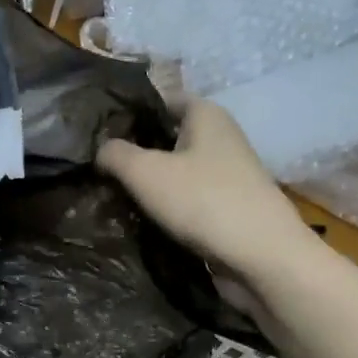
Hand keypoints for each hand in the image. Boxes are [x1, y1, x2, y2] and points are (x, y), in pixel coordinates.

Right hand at [97, 100, 322, 285]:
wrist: (263, 259)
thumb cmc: (203, 201)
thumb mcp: (144, 172)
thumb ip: (114, 153)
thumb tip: (100, 150)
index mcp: (206, 115)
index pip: (160, 98)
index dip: (128, 109)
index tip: (96, 128)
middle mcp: (220, 137)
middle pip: (166, 135)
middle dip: (134, 148)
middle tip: (95, 163)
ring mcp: (227, 174)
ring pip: (175, 168)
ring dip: (147, 180)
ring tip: (109, 190)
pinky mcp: (227, 206)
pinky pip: (187, 197)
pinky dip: (165, 204)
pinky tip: (139, 216)